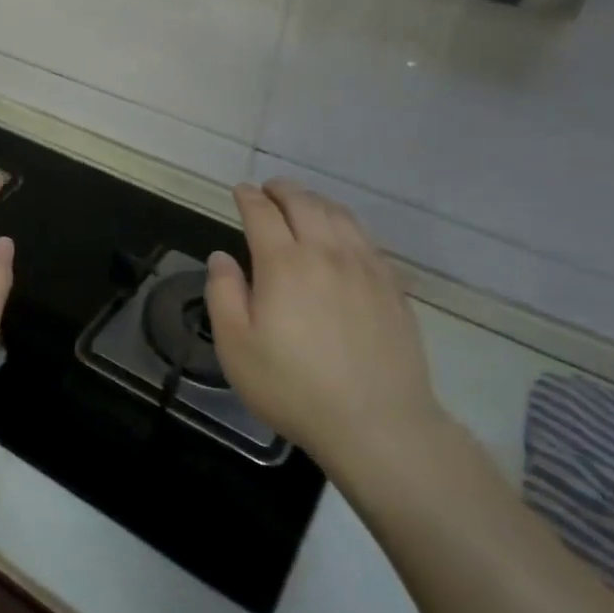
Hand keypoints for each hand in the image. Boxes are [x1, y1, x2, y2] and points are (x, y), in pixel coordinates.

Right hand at [205, 179, 444, 470]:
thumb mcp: (236, 346)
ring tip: (304, 203)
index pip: (262, 213)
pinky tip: (343, 237)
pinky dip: (347, 225)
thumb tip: (221, 257)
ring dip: (316, 201)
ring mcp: (365, 268)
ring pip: (340, 216)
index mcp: (283, 264)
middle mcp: (325, 253)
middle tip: (269, 189)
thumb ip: (223, 294)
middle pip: (304, 204)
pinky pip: (367, 240)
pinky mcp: (392, 287)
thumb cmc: (292, 387)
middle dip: (283, 190)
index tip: (240, 191)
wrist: (377, 423)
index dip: (248, 197)